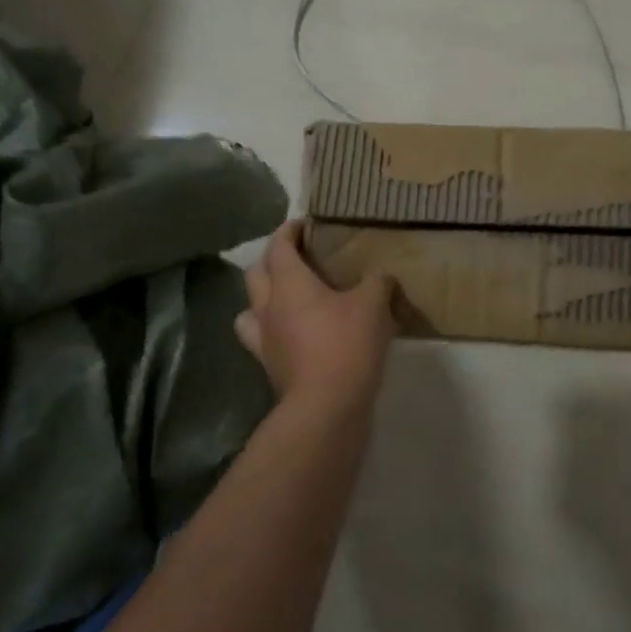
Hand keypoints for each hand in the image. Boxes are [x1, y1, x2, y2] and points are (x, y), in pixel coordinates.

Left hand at [235, 223, 396, 414]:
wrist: (326, 407)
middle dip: (273, 259)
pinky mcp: (270, 367)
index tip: (303, 224)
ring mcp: (264, 339)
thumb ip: (377, 282)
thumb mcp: (373, 304)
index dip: (289, 231)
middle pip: (256, 273)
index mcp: (289, 284)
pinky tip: (292, 335)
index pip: (279, 246)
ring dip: (262, 297)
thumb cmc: (346, 345)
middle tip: (297, 257)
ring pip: (250, 308)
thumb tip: (380, 276)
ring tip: (286, 298)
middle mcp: (268, 307)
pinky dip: (271, 331)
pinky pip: (261, 340)